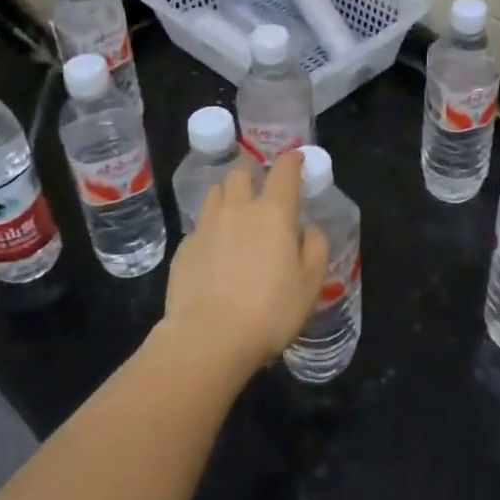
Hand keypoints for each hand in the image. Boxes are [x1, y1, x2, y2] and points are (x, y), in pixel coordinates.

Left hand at [160, 151, 328, 382]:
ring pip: (215, 195)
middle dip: (252, 177)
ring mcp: (206, 227)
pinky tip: (215, 255)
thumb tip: (307, 229)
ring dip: (228, 198)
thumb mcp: (311, 282)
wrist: (208, 339)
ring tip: (235, 219)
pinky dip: (210, 231)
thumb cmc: (270, 310)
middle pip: (240, 173)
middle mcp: (238, 210)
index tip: (298, 160)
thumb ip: (315, 247)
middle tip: (262, 196)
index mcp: (274, 212)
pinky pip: (199, 227)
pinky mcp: (183, 249)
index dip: (293, 160)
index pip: (284, 170)